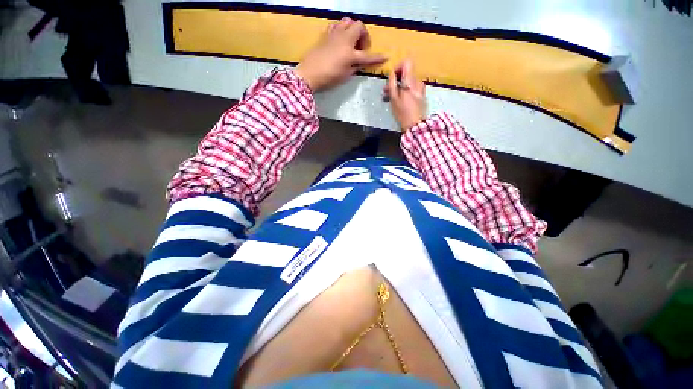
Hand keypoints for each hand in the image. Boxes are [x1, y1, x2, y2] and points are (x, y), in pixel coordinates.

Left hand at [295, 17, 386, 91]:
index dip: (377, 57)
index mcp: (350, 54)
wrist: (309, 74)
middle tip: (361, 48)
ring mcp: (334, 35)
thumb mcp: (345, 76)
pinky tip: (339, 39)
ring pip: (347, 21)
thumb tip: (359, 63)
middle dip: (364, 35)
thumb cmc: (328, 78)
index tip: (385, 57)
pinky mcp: (326, 35)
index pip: (367, 56)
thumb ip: (354, 68)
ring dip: (352, 29)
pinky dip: (340, 29)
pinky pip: (336, 25)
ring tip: (351, 41)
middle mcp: (344, 40)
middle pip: (359, 26)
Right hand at [384, 59, 425, 131]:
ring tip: (391, 99)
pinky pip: (412, 88)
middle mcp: (417, 82)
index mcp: (410, 81)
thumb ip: (392, 84)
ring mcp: (420, 89)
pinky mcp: (421, 95)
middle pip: (406, 73)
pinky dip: (405, 92)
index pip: (407, 63)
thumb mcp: (394, 99)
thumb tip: (391, 74)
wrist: (415, 125)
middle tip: (386, 91)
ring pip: (408, 82)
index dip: (398, 67)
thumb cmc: (403, 113)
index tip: (392, 78)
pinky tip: (400, 101)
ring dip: (399, 87)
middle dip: (396, 80)